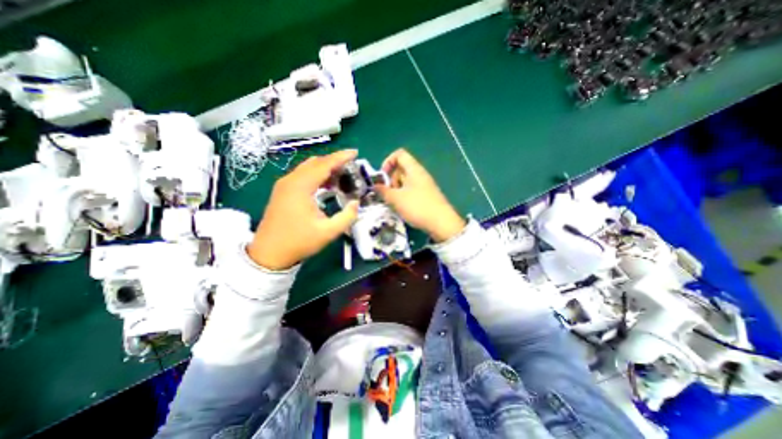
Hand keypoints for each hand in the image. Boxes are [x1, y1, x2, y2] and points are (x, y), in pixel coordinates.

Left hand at [246, 150, 359, 267]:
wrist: (269, 254)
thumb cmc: (298, 242)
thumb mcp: (328, 232)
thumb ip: (347, 217)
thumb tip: (356, 203)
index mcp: (300, 187)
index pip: (324, 164)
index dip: (341, 157)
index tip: (355, 153)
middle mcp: (290, 180)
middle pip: (315, 162)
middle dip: (334, 161)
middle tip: (351, 166)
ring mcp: (284, 185)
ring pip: (308, 168)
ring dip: (325, 168)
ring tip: (342, 175)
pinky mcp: (282, 191)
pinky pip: (302, 176)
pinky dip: (316, 175)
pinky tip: (326, 185)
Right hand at [374, 149, 462, 240]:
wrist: (441, 223)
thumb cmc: (417, 206)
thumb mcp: (396, 199)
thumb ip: (383, 191)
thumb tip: (375, 185)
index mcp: (414, 169)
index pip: (399, 154)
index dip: (388, 161)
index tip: (382, 176)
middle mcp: (420, 174)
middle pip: (401, 169)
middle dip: (391, 179)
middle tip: (388, 193)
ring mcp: (424, 185)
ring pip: (406, 181)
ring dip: (396, 190)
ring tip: (394, 203)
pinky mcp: (426, 195)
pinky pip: (411, 190)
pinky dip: (404, 196)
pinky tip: (403, 208)